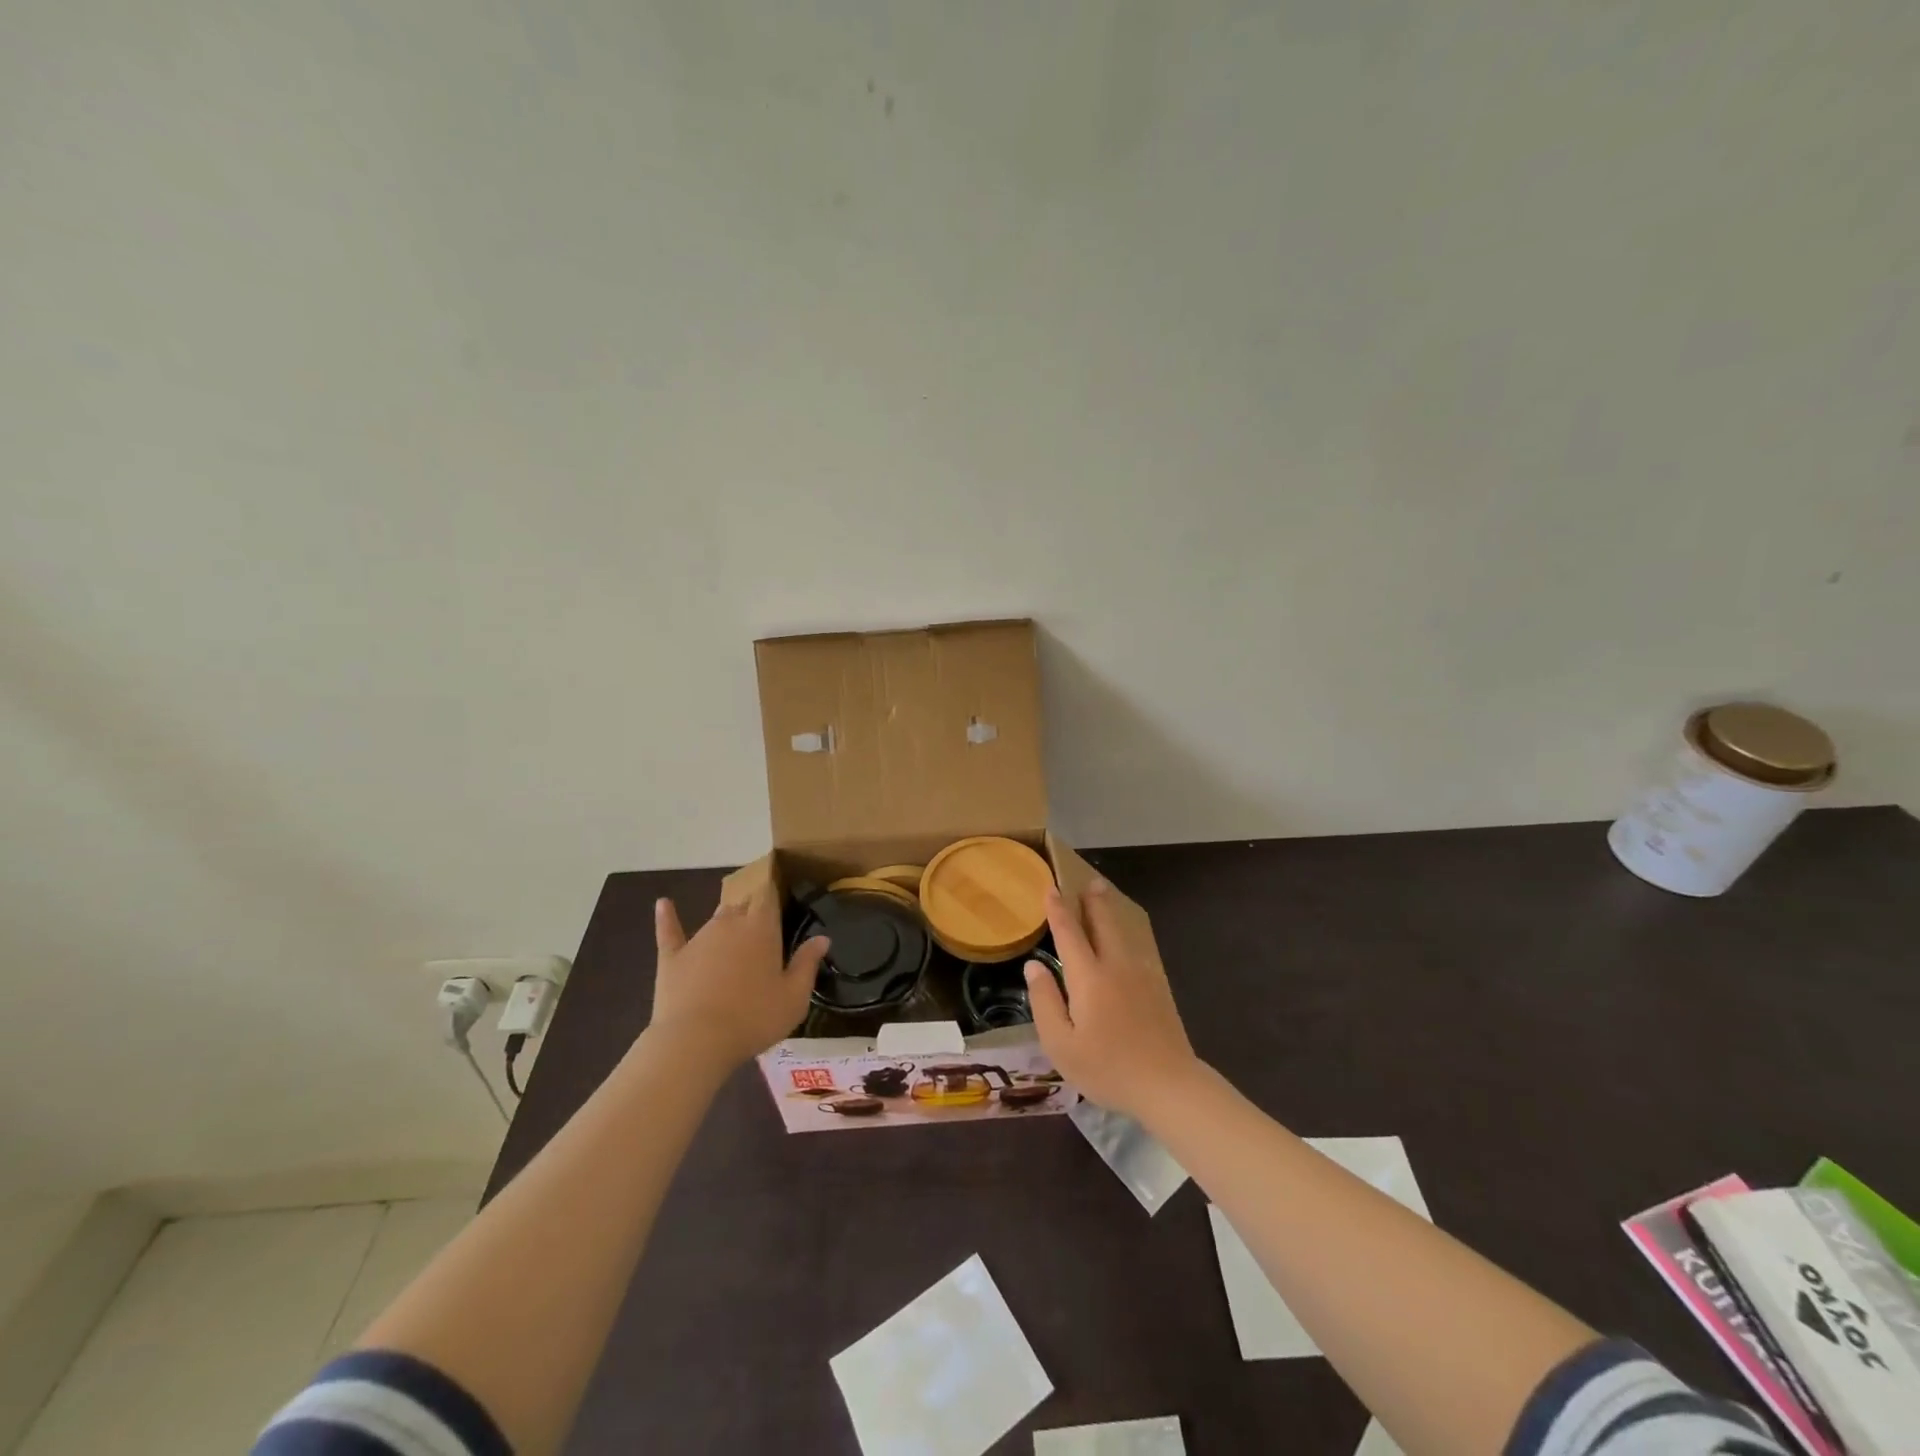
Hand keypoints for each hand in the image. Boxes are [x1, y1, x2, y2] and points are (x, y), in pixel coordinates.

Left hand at [647, 887, 829, 1068]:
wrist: (695, 1041)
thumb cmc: (753, 1018)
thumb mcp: (794, 997)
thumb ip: (808, 964)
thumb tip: (822, 937)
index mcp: (761, 928)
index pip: (769, 898)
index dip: (774, 897)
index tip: (781, 902)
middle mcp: (729, 923)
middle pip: (743, 906)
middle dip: (752, 913)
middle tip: (761, 932)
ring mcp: (698, 938)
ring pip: (715, 919)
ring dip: (725, 925)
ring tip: (733, 938)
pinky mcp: (672, 957)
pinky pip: (669, 930)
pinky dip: (667, 916)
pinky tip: (663, 903)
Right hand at [1024, 878, 1201, 1120]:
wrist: (1169, 1085)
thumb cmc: (1107, 1068)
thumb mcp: (1061, 1044)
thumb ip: (1045, 1002)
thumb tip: (1033, 967)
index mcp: (1089, 977)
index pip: (1069, 934)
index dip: (1057, 910)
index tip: (1051, 888)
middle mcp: (1115, 967)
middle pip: (1103, 924)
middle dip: (1093, 902)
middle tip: (1089, 882)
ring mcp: (1141, 977)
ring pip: (1122, 935)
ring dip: (1110, 914)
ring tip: (1104, 899)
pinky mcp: (1157, 990)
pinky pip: (1136, 951)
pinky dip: (1125, 937)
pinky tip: (1125, 944)